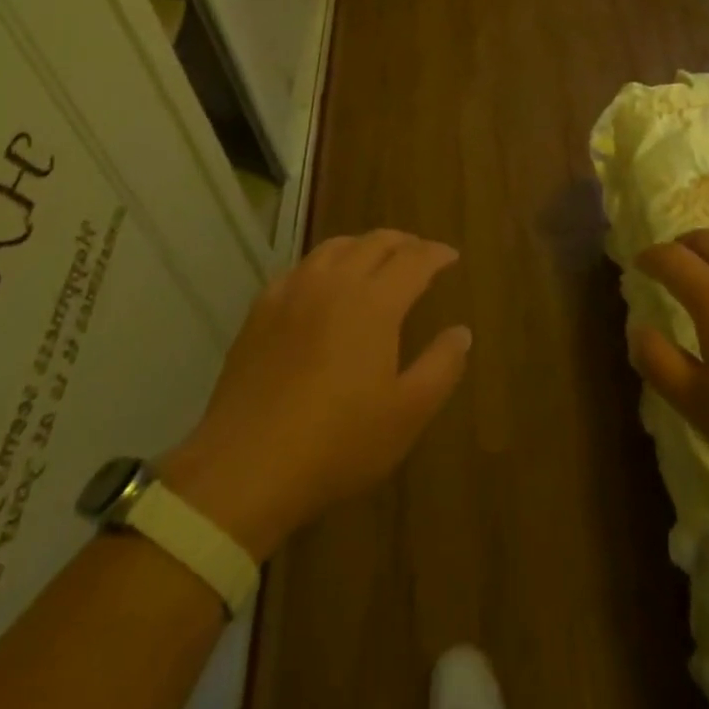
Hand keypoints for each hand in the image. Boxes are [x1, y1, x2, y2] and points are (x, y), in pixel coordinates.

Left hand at [158, 230, 470, 558]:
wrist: (246, 465)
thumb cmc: (337, 442)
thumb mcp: (406, 414)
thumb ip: (441, 367)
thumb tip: (462, 332)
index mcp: (375, 302)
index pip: (414, 260)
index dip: (436, 254)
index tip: (451, 256)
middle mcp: (335, 282)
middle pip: (375, 242)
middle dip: (404, 242)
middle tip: (419, 253)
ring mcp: (293, 291)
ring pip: (335, 247)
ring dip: (363, 245)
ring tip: (375, 258)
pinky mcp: (261, 309)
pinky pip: (300, 268)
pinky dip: (324, 263)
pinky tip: (322, 283)